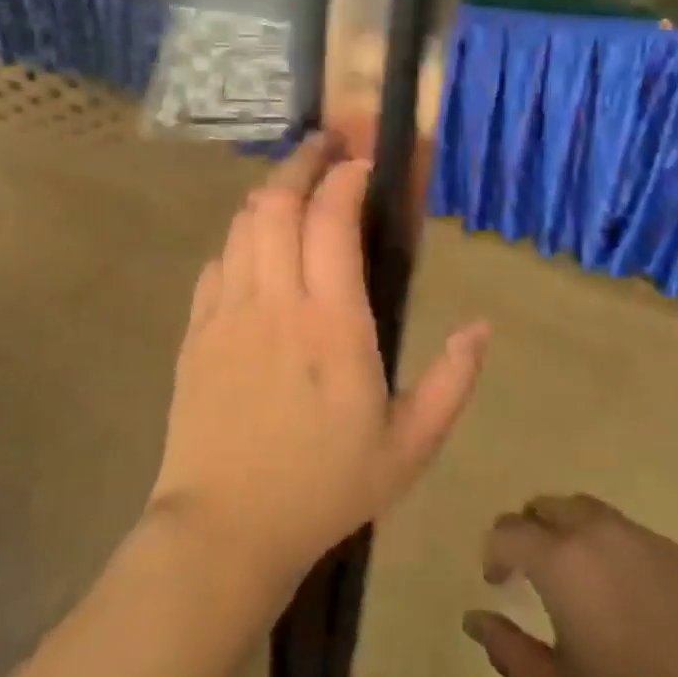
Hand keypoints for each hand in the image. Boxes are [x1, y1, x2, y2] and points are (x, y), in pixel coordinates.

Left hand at [148, 133, 488, 595]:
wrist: (225, 529)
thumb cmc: (324, 489)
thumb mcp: (409, 448)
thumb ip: (452, 382)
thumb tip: (481, 328)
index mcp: (331, 323)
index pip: (331, 219)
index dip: (346, 178)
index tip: (362, 165)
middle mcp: (275, 301)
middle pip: (278, 202)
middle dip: (301, 163)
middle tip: (323, 146)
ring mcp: (227, 312)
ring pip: (242, 224)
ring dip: (269, 194)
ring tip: (293, 186)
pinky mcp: (196, 331)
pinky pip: (216, 263)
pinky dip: (239, 240)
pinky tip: (254, 247)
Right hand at [464, 495, 677, 676]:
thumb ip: (508, 651)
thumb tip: (473, 619)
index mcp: (560, 560)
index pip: (508, 531)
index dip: (494, 551)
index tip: (497, 581)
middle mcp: (596, 532)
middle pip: (546, 506)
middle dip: (528, 530)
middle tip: (530, 571)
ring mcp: (642, 537)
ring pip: (587, 510)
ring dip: (567, 529)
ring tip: (575, 576)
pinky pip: (627, 531)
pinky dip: (608, 545)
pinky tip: (626, 594)